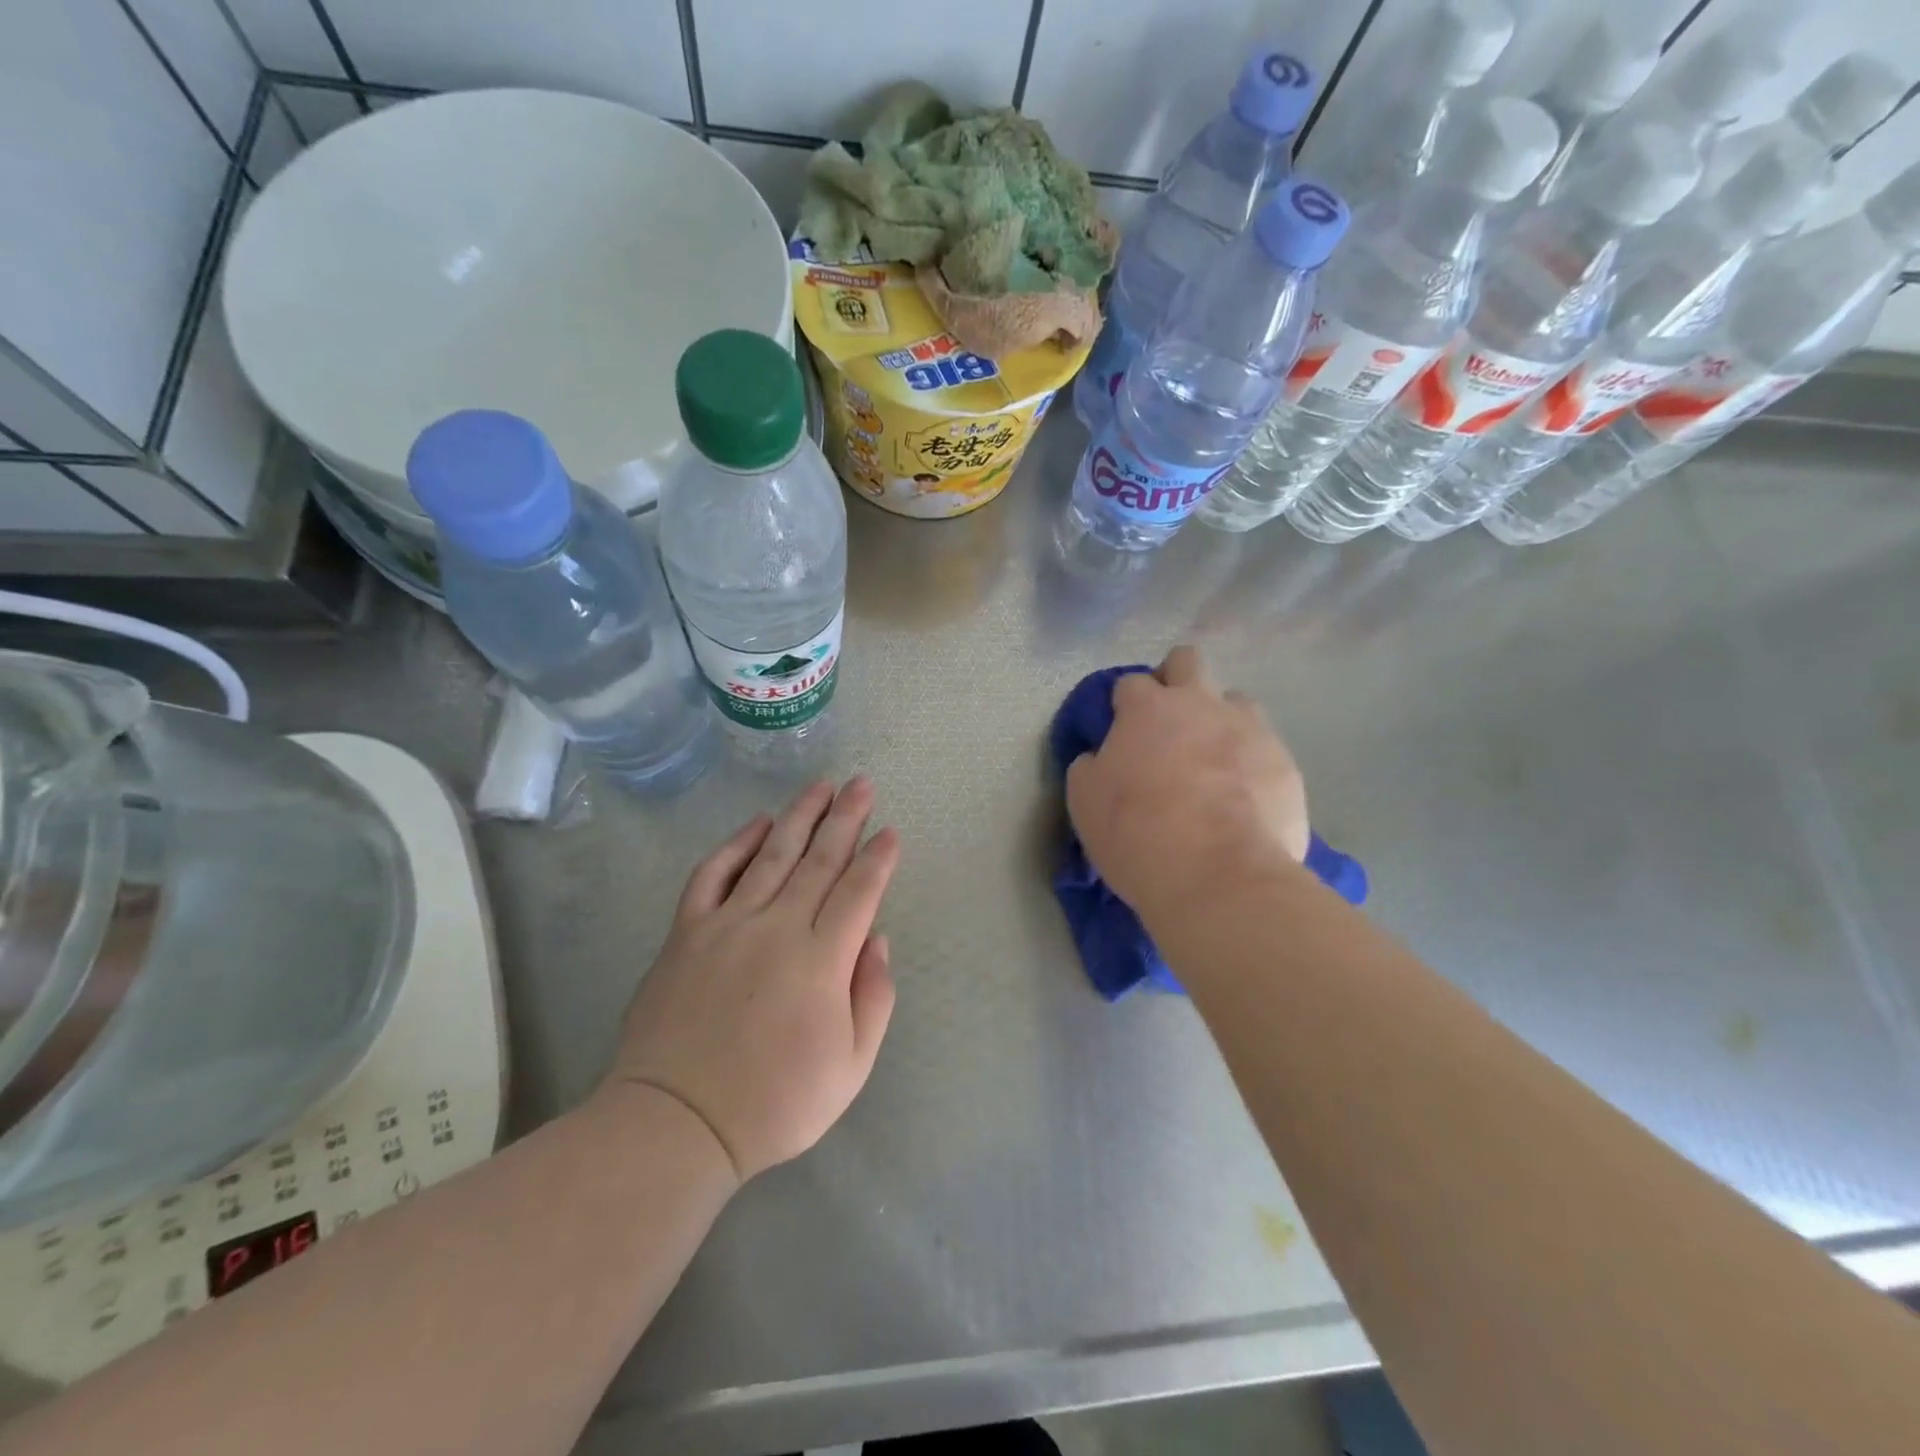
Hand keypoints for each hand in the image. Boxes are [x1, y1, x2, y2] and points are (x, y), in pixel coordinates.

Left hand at [607, 778, 899, 1180]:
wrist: (676, 1122)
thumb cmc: (775, 1103)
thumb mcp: (850, 1068)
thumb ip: (873, 998)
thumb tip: (877, 939)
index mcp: (822, 960)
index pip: (859, 891)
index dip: (878, 858)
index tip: (890, 832)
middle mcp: (778, 927)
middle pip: (820, 860)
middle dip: (846, 818)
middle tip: (862, 783)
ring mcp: (729, 924)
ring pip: (772, 855)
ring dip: (800, 816)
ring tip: (820, 786)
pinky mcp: (688, 931)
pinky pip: (713, 874)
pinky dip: (736, 844)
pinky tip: (757, 824)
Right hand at [1065, 647, 1309, 923]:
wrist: (1220, 877)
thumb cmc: (1138, 835)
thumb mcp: (1085, 802)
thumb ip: (1091, 766)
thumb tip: (1102, 756)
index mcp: (1148, 709)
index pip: (1131, 683)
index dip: (1124, 704)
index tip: (1121, 731)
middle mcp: (1201, 704)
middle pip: (1187, 661)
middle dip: (1175, 680)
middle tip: (1167, 724)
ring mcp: (1250, 729)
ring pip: (1234, 701)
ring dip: (1219, 721)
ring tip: (1212, 763)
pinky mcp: (1285, 762)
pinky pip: (1264, 748)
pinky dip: (1249, 763)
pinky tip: (1242, 799)